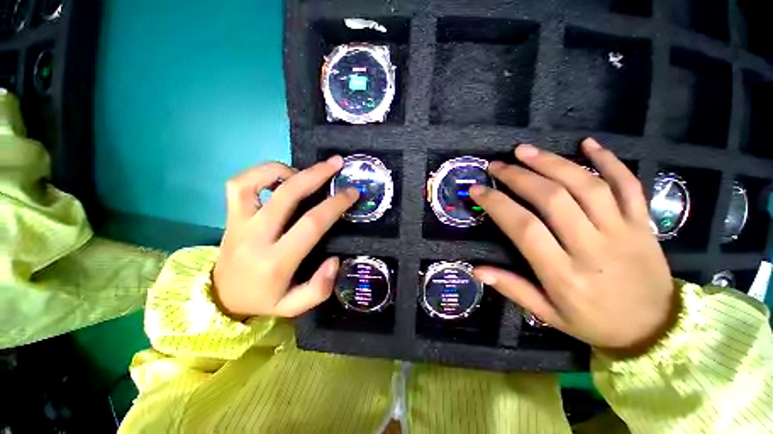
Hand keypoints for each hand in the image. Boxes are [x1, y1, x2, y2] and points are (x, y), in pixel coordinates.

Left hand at [212, 156, 358, 318]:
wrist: (222, 298)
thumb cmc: (264, 300)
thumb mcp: (295, 306)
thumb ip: (319, 288)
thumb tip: (335, 260)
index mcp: (276, 261)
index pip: (311, 224)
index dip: (335, 204)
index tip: (352, 193)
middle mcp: (255, 237)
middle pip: (287, 195)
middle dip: (316, 175)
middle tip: (336, 163)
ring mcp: (238, 223)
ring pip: (254, 182)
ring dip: (284, 169)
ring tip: (305, 171)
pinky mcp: (230, 216)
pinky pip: (239, 184)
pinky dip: (260, 173)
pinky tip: (280, 177)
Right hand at [470, 138, 676, 353]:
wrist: (658, 330)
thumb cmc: (597, 323)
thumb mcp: (549, 315)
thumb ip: (513, 289)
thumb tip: (476, 270)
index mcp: (564, 274)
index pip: (524, 228)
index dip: (497, 204)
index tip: (477, 190)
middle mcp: (592, 247)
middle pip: (553, 199)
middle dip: (519, 177)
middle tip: (497, 165)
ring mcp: (623, 231)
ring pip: (586, 186)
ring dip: (552, 163)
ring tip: (525, 150)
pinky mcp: (644, 222)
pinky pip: (629, 184)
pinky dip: (609, 160)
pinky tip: (588, 143)